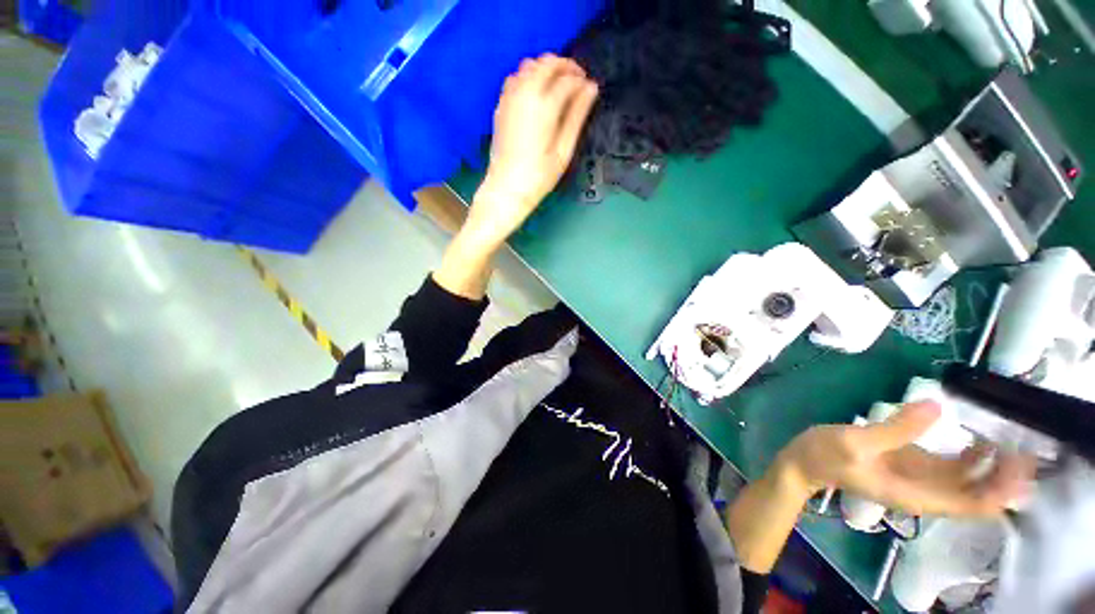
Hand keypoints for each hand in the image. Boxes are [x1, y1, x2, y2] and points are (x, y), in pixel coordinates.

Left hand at [469, 54, 598, 243]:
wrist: (506, 188)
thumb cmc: (539, 176)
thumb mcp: (564, 150)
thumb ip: (577, 116)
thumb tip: (591, 89)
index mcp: (544, 106)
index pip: (568, 79)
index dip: (582, 80)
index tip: (590, 89)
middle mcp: (525, 93)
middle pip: (547, 62)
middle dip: (566, 66)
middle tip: (577, 82)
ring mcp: (509, 97)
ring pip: (530, 65)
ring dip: (547, 69)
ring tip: (559, 86)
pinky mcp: (501, 105)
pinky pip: (515, 77)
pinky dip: (529, 76)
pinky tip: (537, 93)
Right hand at [775, 402, 1035, 516]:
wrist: (804, 463)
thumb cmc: (826, 456)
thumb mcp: (854, 442)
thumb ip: (895, 429)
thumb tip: (937, 407)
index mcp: (916, 494)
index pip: (973, 504)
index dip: (1001, 488)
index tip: (1019, 462)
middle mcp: (926, 491)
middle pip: (979, 494)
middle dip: (1007, 476)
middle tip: (1026, 445)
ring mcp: (919, 478)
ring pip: (971, 480)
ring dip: (995, 465)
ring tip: (1012, 438)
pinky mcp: (912, 463)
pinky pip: (953, 466)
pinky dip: (973, 456)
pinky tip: (980, 437)